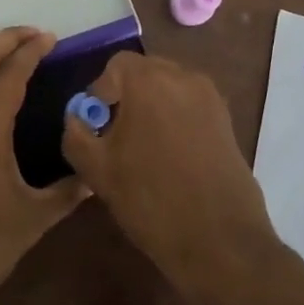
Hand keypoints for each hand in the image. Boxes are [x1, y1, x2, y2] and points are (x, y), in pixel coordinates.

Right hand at [61, 50, 278, 294]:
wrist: (218, 239)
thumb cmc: (149, 199)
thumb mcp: (95, 169)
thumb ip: (76, 133)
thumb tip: (77, 118)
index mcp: (149, 80)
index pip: (115, 65)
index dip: (100, 92)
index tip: (96, 125)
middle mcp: (184, 77)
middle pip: (145, 71)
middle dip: (126, 96)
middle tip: (116, 134)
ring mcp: (211, 98)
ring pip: (169, 88)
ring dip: (152, 107)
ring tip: (143, 147)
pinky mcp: (227, 121)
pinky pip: (190, 105)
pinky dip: (175, 119)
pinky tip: (170, 156)